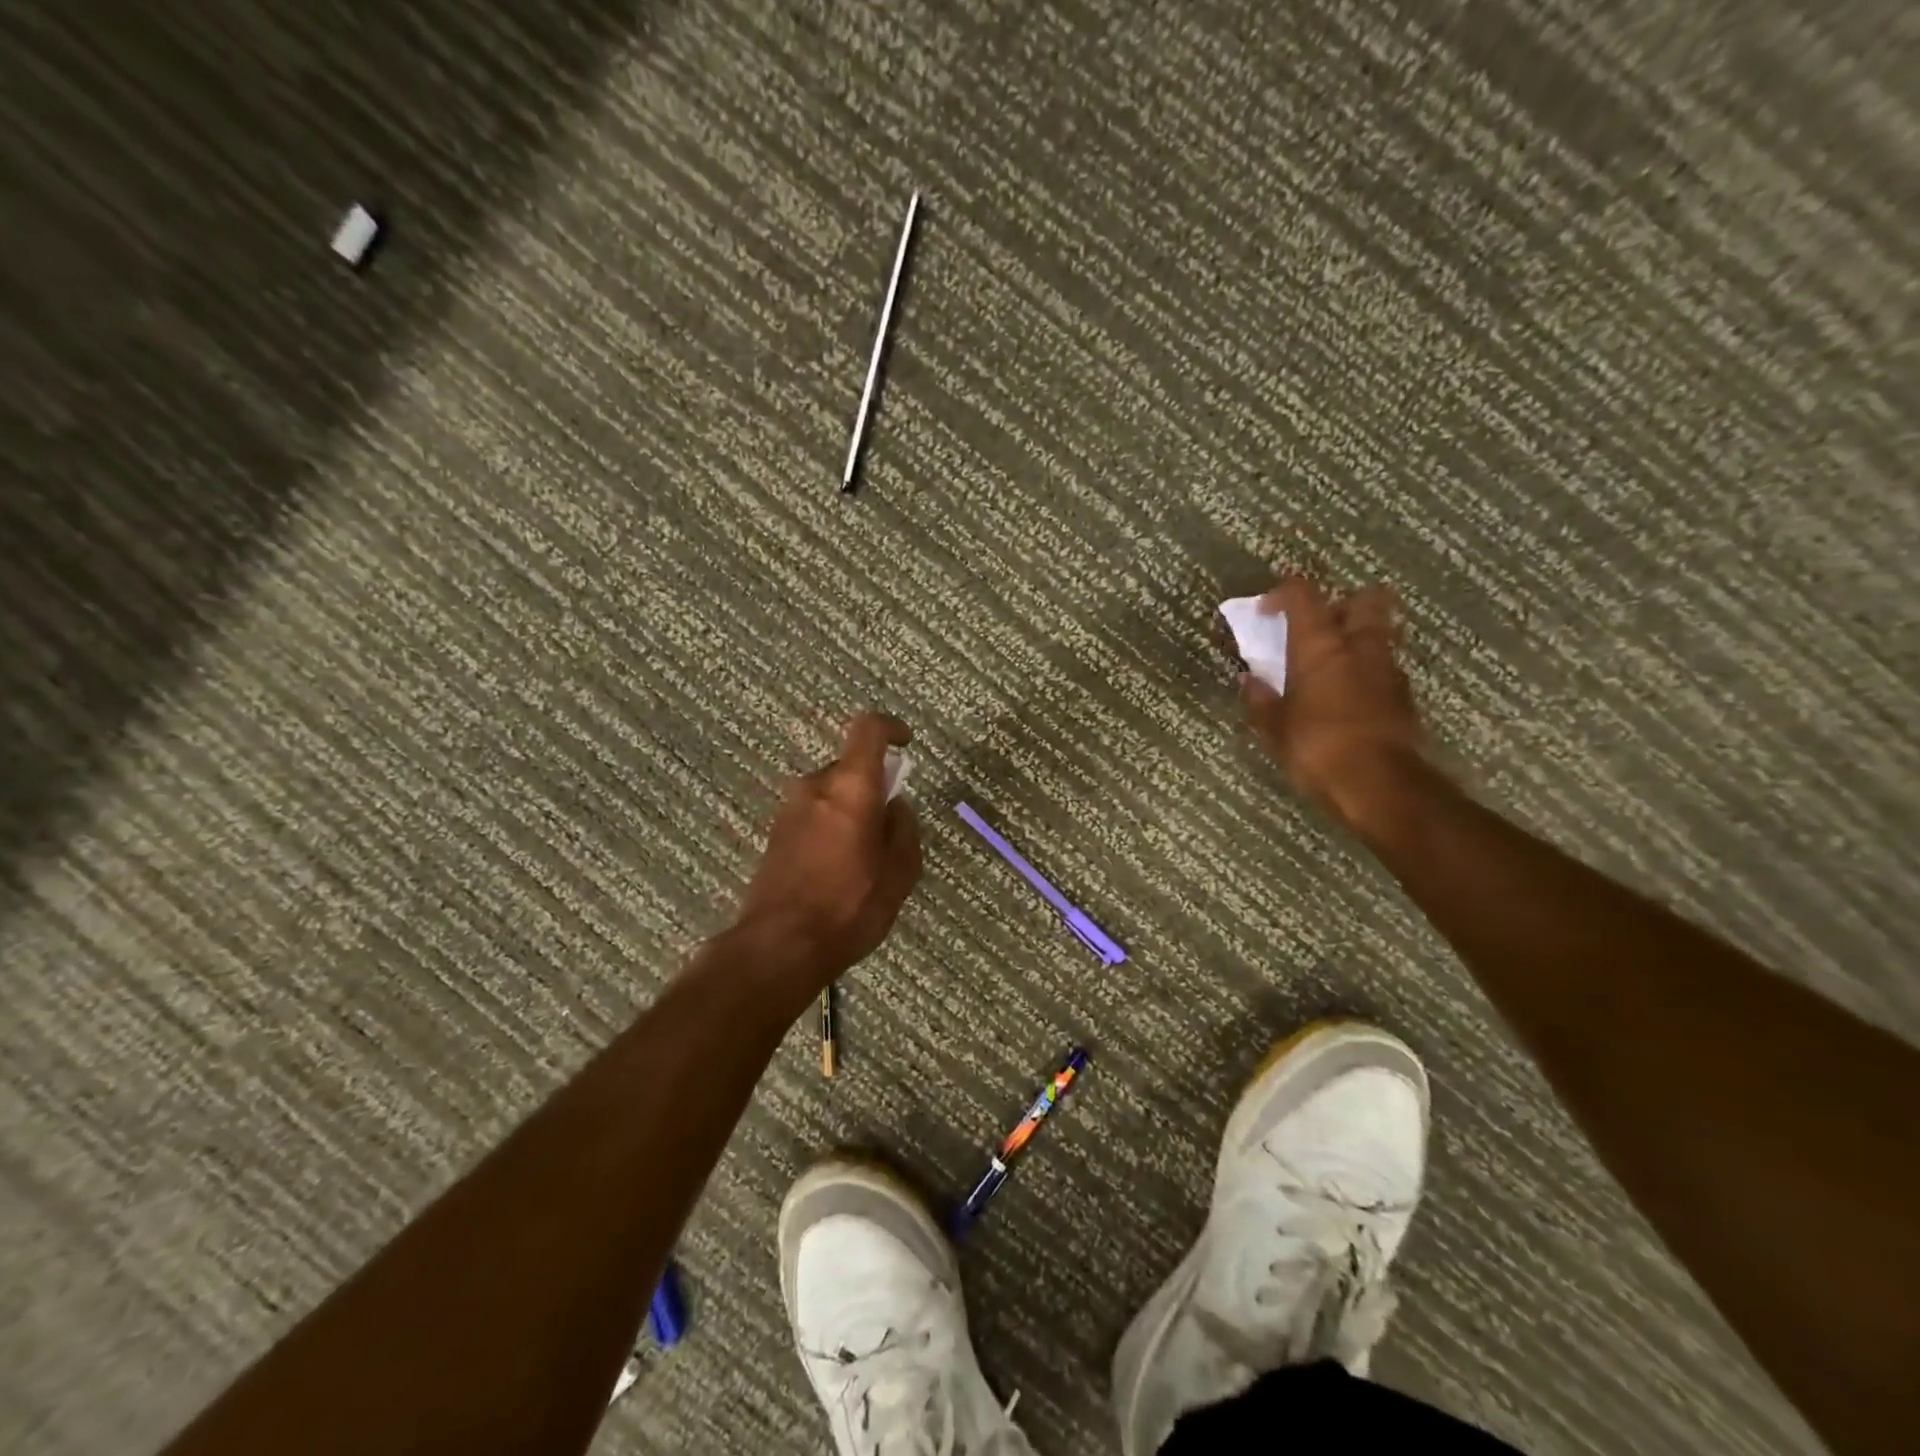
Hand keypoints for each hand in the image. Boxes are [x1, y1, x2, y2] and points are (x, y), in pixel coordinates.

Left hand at [733, 713, 922, 974]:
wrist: (780, 946)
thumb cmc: (850, 906)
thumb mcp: (900, 873)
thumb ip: (904, 830)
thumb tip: (896, 807)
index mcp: (851, 787)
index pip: (868, 729)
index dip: (891, 728)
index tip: (906, 744)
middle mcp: (816, 787)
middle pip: (851, 768)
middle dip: (873, 788)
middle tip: (890, 831)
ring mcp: (790, 810)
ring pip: (832, 794)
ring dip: (851, 811)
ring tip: (864, 860)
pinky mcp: (775, 834)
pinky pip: (814, 815)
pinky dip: (832, 828)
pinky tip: (838, 872)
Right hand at [1237, 576, 1425, 833]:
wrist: (1380, 785)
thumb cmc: (1317, 747)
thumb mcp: (1274, 727)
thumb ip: (1260, 699)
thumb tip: (1250, 681)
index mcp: (1320, 645)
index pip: (1304, 594)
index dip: (1282, 593)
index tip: (1266, 611)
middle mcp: (1359, 646)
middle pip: (1363, 599)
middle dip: (1340, 604)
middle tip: (1316, 628)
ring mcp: (1388, 669)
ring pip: (1377, 634)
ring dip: (1355, 641)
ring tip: (1329, 667)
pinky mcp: (1404, 696)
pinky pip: (1383, 668)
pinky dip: (1365, 672)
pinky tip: (1346, 699)